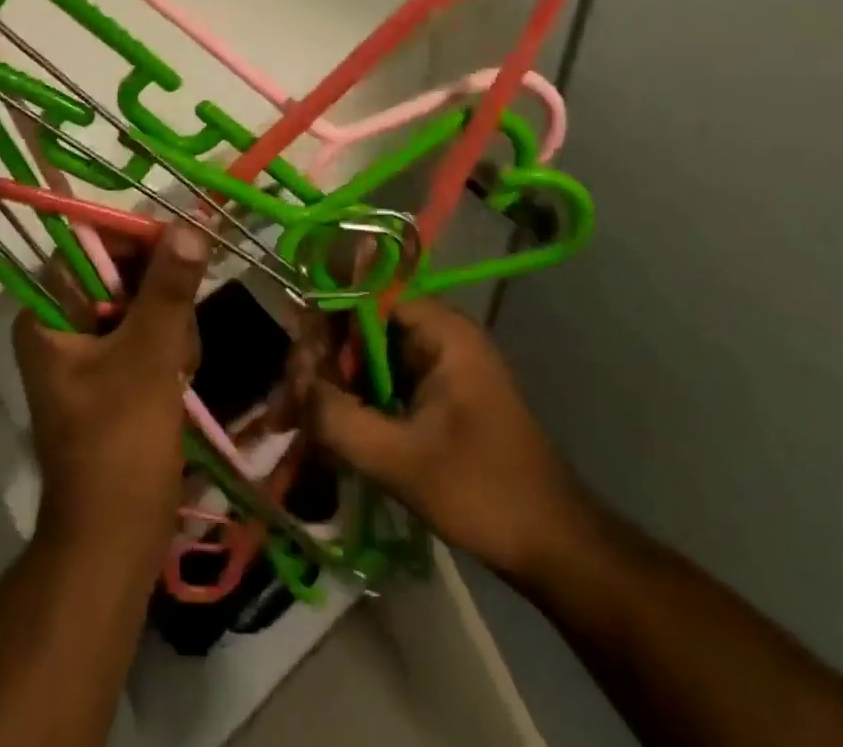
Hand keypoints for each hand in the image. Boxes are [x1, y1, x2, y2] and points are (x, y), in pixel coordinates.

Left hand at [12, 224, 209, 583]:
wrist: (114, 543)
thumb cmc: (120, 446)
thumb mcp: (148, 358)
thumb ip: (168, 288)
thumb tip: (189, 225)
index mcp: (48, 311)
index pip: (89, 242)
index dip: (137, 240)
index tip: (183, 250)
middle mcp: (60, 320)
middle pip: (119, 270)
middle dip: (160, 294)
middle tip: (180, 334)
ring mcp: (85, 347)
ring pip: (140, 300)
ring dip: (170, 324)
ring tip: (179, 369)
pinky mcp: (109, 371)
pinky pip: (145, 332)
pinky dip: (168, 347)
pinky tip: (179, 378)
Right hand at [306, 297, 594, 580]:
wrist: (554, 548)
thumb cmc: (484, 493)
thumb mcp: (402, 460)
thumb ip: (339, 419)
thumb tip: (293, 388)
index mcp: (439, 330)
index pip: (365, 294)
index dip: (324, 320)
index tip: (298, 363)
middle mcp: (435, 333)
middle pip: (358, 323)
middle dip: (319, 360)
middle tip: (288, 405)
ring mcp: (434, 363)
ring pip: (363, 354)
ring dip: (328, 383)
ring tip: (293, 420)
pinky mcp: (431, 393)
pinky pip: (378, 380)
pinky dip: (349, 400)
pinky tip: (320, 429)